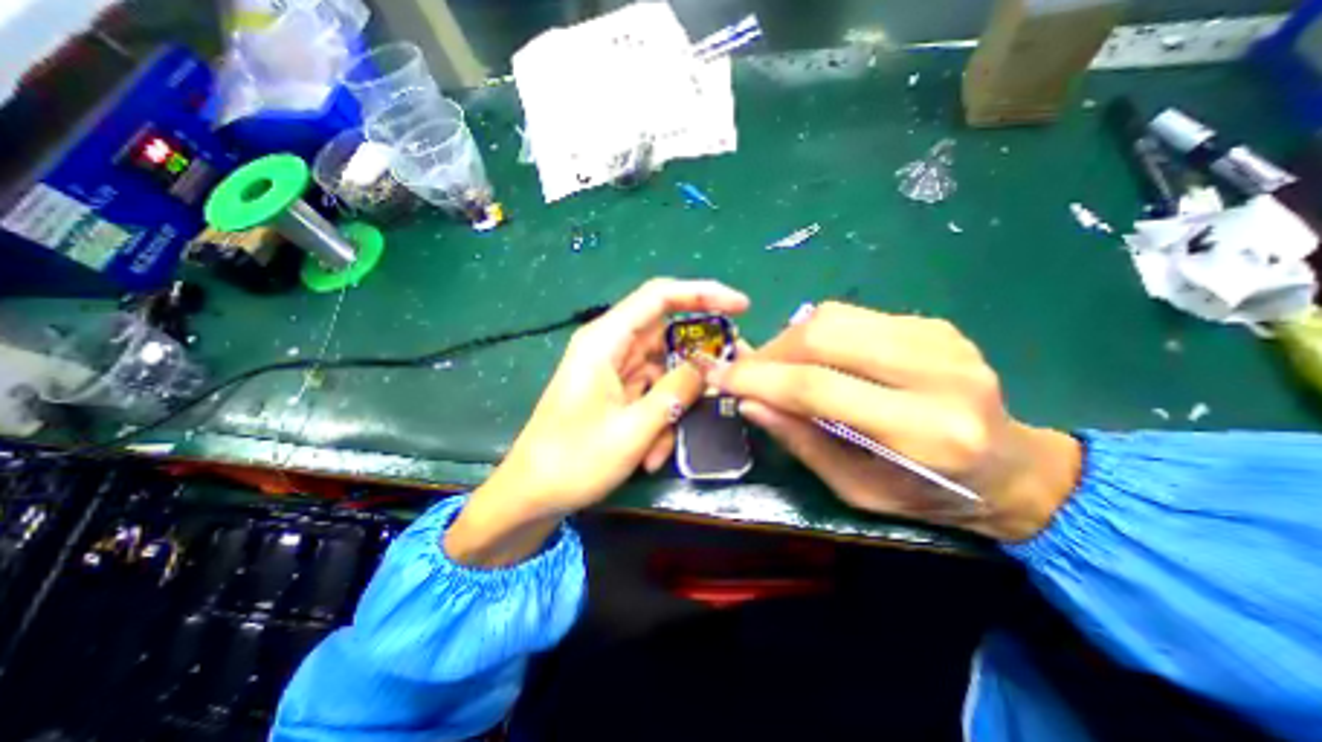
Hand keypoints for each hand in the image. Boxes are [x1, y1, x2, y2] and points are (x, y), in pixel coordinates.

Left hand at [445, 281, 746, 563]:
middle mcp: (610, 348)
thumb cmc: (573, 460)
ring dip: (672, 410)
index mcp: (605, 340)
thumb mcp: (633, 428)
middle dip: (696, 364)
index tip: (741, 306)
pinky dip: (659, 423)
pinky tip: (649, 455)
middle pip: (667, 337)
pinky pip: (652, 395)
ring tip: (658, 448)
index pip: (660, 297)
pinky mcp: (617, 393)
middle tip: (722, 386)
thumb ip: (676, 391)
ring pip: (664, 373)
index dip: (703, 294)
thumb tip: (709, 366)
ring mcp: (614, 372)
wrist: (531, 496)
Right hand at [714, 302, 1082, 543]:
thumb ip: (800, 441)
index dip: (758, 378)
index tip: (719, 376)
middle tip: (748, 373)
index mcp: (922, 430)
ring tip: (777, 367)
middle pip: (823, 335)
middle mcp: (936, 371)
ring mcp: (938, 337)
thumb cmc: (929, 494)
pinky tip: (815, 359)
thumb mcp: (856, 488)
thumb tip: (748, 402)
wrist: (1014, 467)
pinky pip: (852, 316)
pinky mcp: (932, 323)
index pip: (817, 386)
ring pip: (833, 316)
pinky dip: (817, 334)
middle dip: (771, 351)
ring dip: (790, 340)